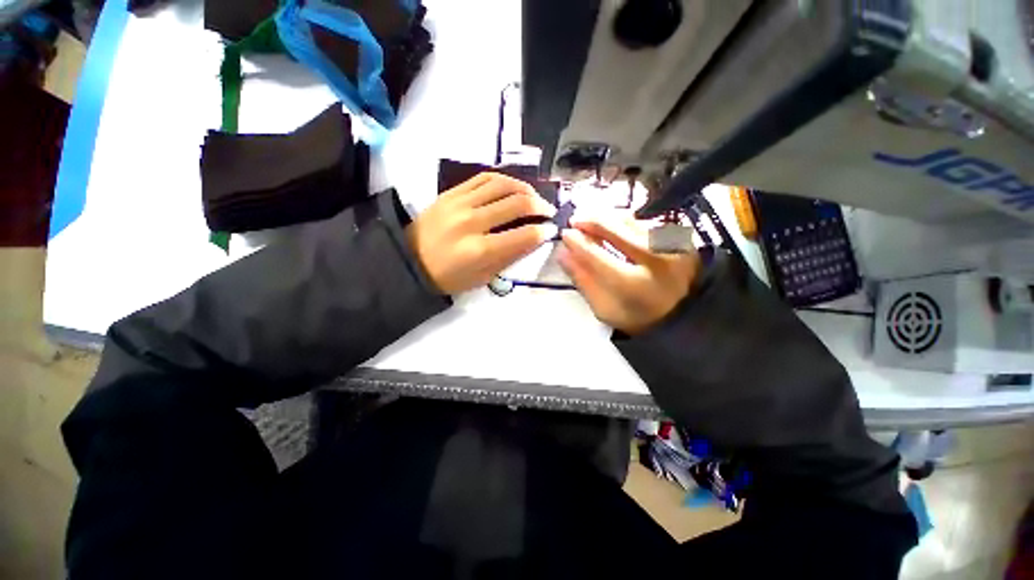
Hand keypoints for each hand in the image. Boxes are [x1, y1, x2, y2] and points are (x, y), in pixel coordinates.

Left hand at [406, 172, 557, 294]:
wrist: (410, 260)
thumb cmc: (449, 277)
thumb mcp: (483, 277)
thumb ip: (510, 257)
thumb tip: (534, 238)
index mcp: (479, 250)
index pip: (522, 235)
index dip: (542, 231)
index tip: (551, 230)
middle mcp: (471, 222)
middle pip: (516, 204)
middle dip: (540, 206)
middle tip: (548, 211)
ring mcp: (459, 203)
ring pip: (503, 184)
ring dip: (525, 189)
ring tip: (534, 198)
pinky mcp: (451, 192)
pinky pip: (483, 177)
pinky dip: (504, 180)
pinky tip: (513, 188)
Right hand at [559, 214, 700, 334]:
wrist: (682, 317)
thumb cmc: (636, 318)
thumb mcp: (603, 308)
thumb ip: (583, 280)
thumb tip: (563, 253)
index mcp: (632, 284)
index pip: (596, 255)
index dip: (577, 243)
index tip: (565, 235)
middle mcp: (655, 260)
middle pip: (616, 230)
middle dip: (591, 221)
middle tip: (575, 220)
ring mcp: (672, 246)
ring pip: (632, 222)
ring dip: (608, 218)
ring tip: (592, 220)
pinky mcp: (682, 240)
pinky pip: (646, 222)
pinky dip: (627, 221)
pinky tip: (615, 225)